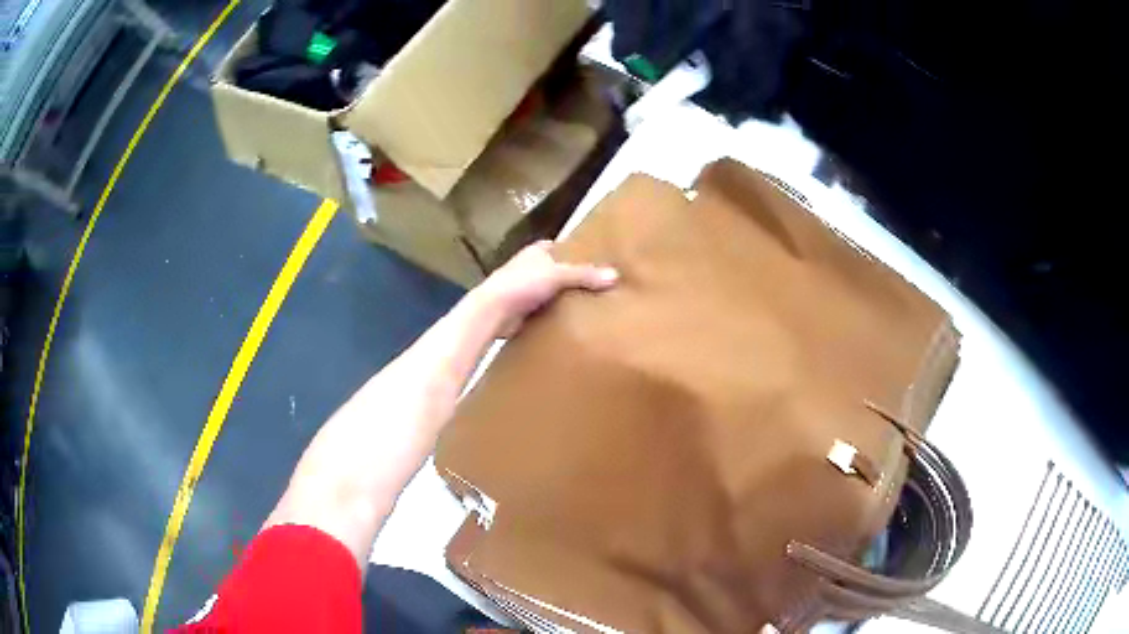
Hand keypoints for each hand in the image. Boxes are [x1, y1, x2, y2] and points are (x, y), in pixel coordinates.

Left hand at [473, 241, 617, 336]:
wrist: (493, 312)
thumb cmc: (522, 284)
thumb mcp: (558, 275)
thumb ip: (585, 275)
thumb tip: (615, 276)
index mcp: (536, 251)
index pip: (561, 248)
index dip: (577, 253)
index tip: (598, 262)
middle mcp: (529, 267)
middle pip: (558, 271)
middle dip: (574, 278)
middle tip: (601, 286)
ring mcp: (524, 290)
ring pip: (552, 292)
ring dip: (565, 298)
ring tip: (593, 305)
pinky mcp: (522, 310)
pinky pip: (546, 310)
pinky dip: (556, 314)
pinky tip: (574, 322)